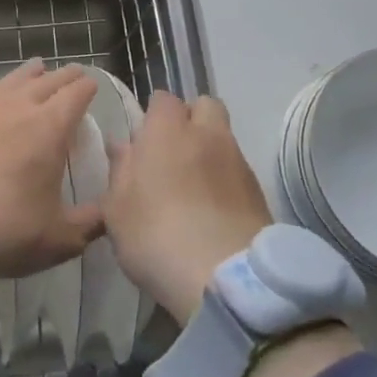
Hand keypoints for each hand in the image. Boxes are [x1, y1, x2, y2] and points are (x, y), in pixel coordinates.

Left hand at [0, 59, 101, 278]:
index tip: (94, 86)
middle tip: (74, 75)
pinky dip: (0, 89)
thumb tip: (109, 214)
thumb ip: (89, 224)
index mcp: (51, 126)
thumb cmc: (6, 225)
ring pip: (15, 78)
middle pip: (49, 79)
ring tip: (39, 69)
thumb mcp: (58, 238)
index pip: (76, 93)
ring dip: (32, 73)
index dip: (88, 87)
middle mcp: (21, 106)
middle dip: (65, 76)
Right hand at [103, 92, 272, 324]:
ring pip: (224, 138)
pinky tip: (214, 210)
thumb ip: (120, 171)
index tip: (143, 139)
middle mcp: (207, 134)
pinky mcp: (259, 192)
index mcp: (167, 130)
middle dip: (191, 120)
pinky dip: (226, 180)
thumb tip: (122, 145)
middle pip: (205, 106)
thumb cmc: (156, 235)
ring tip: (194, 186)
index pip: (163, 99)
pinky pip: (239, 171)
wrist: (226, 277)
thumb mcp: (117, 209)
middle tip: (173, 152)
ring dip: (210, 151)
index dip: (154, 115)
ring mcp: (238, 161)